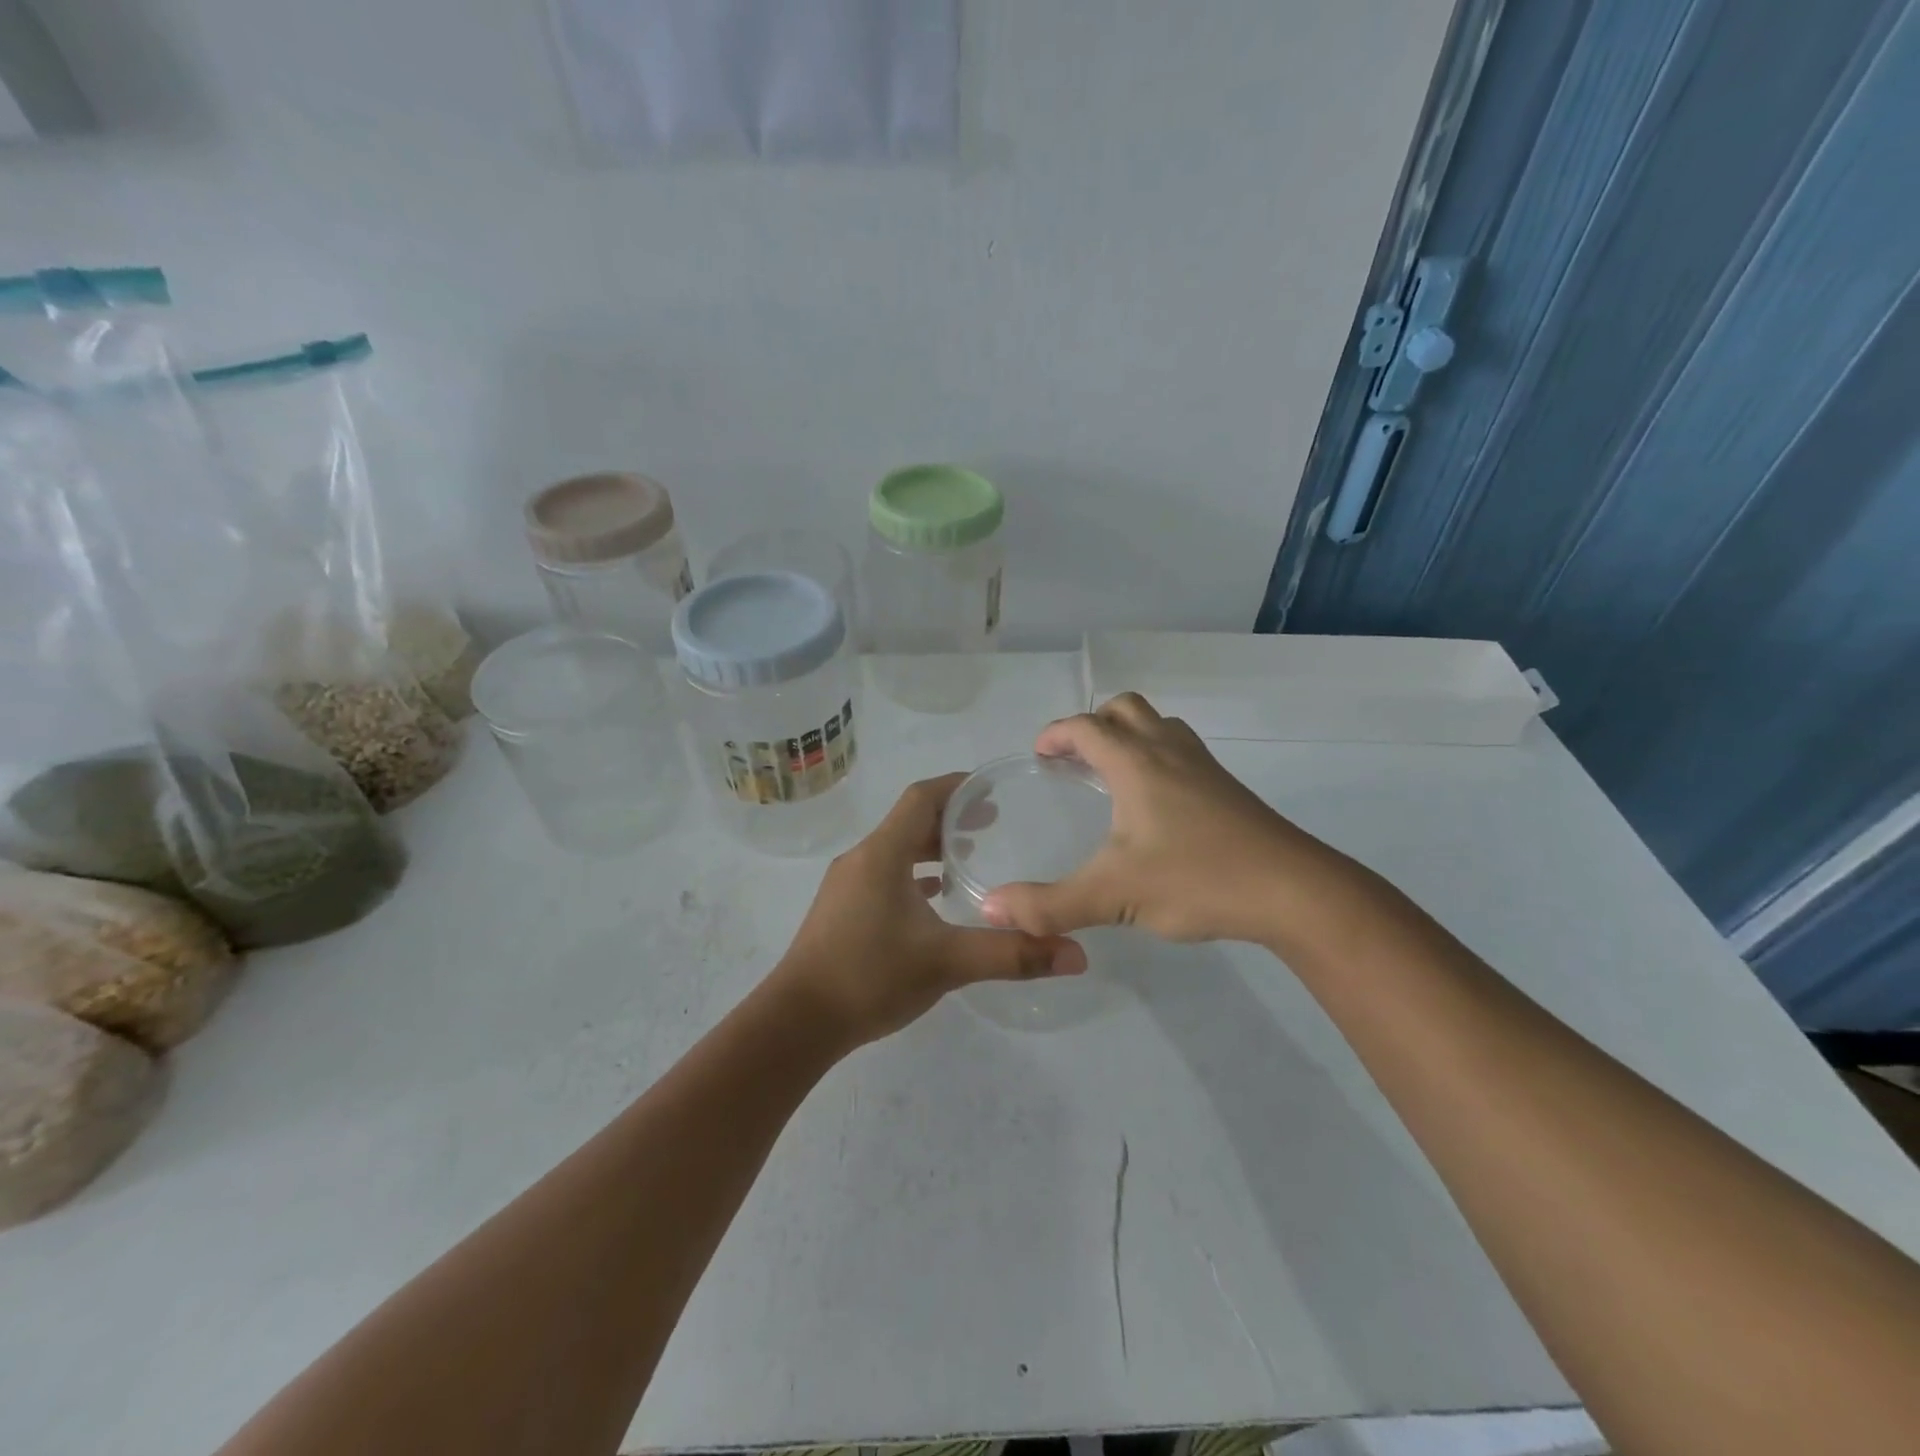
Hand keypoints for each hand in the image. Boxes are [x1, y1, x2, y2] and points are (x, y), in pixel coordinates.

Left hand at [772, 774, 1087, 1046]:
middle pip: (908, 820)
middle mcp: (861, 859)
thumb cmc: (870, 977)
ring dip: (929, 846)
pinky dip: (912, 875)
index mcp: (882, 854)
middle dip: (949, 817)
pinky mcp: (841, 910)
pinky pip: (883, 875)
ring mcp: (847, 885)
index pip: (921, 797)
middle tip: (992, 823)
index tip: (991, 788)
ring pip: (894, 849)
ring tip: (967, 856)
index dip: (956, 786)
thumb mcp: (947, 963)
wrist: (797, 1022)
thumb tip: (1077, 954)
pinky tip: (933, 897)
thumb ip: (1011, 954)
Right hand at [980, 692, 1354, 946]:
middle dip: (1094, 724)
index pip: (1086, 727)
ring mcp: (1204, 768)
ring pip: (1160, 726)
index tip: (1039, 753)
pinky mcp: (1228, 790)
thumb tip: (991, 909)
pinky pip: (1182, 752)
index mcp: (1136, 763)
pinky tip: (1155, 807)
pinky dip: (1157, 758)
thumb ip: (1049, 904)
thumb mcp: (1113, 896)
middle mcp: (1169, 752)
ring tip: (1111, 775)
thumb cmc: (1198, 880)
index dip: (1056, 733)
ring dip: (1130, 736)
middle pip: (1126, 709)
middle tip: (1074, 759)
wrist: (1294, 892)